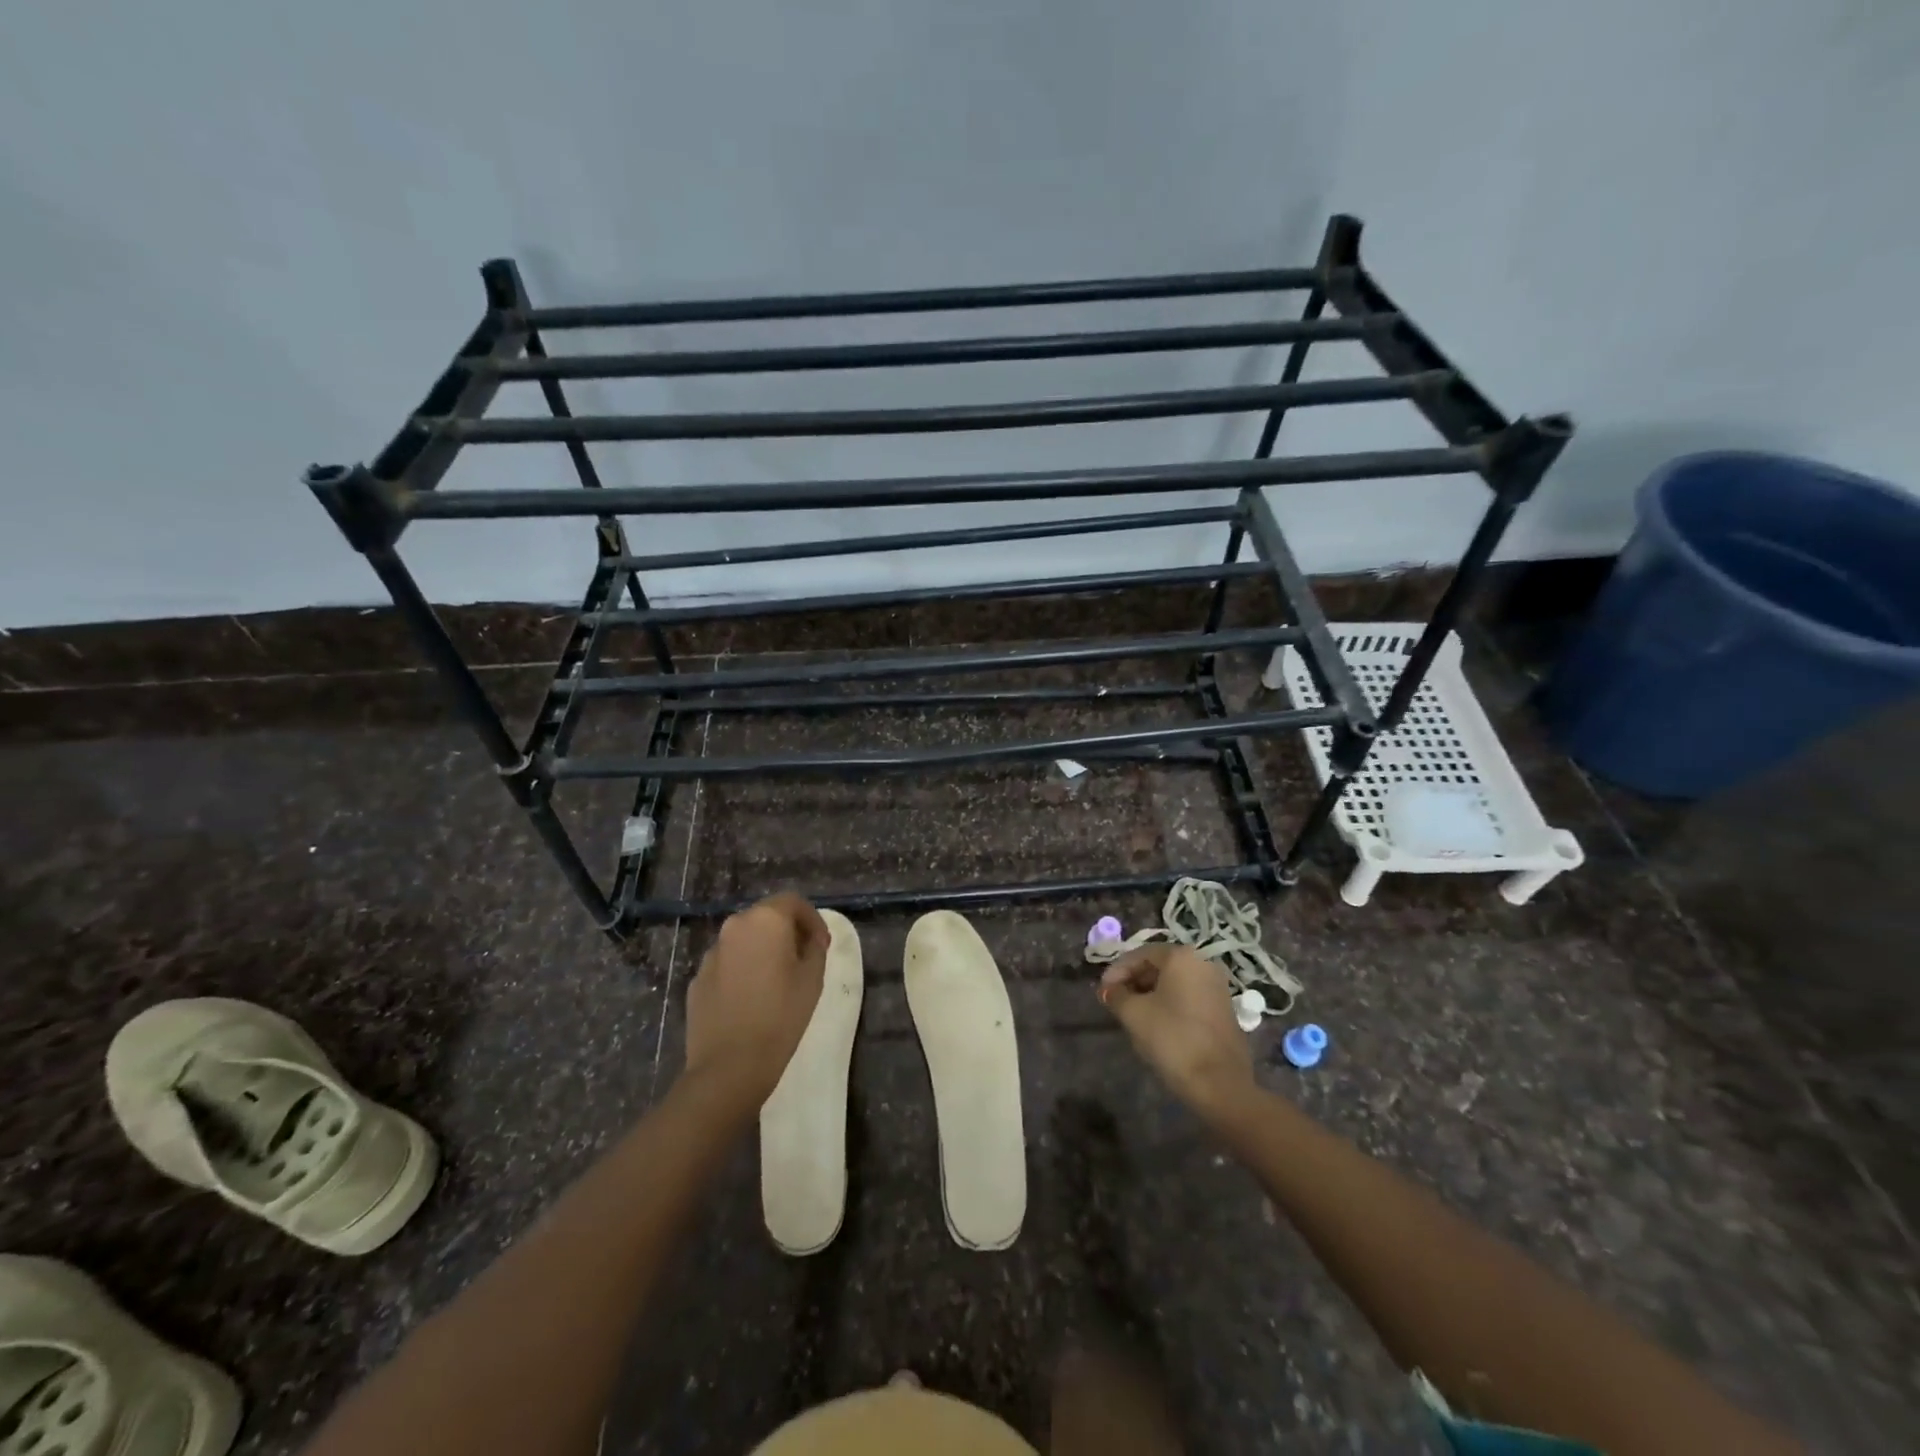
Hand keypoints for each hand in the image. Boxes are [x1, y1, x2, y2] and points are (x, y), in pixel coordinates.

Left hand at [683, 892, 829, 1104]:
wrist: (729, 1066)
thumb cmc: (781, 1016)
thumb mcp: (812, 979)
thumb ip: (814, 948)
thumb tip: (809, 939)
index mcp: (765, 920)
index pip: (793, 901)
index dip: (812, 919)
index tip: (822, 944)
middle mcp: (734, 927)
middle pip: (766, 917)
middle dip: (787, 932)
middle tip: (803, 958)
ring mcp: (711, 953)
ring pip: (744, 940)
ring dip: (762, 950)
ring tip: (777, 980)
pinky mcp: (698, 979)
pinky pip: (727, 964)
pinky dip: (742, 970)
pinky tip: (751, 998)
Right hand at [1098, 945, 1254, 1121]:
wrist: (1219, 1083)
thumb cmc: (1172, 1038)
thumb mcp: (1133, 1014)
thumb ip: (1116, 995)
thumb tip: (1108, 990)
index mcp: (1182, 957)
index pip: (1141, 954)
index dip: (1117, 971)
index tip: (1103, 991)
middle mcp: (1203, 963)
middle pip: (1160, 965)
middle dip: (1134, 981)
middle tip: (1115, 1000)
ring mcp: (1218, 987)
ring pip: (1175, 982)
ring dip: (1150, 993)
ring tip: (1131, 1013)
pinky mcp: (1224, 1009)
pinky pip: (1189, 996)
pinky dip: (1169, 1003)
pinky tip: (1156, 1022)